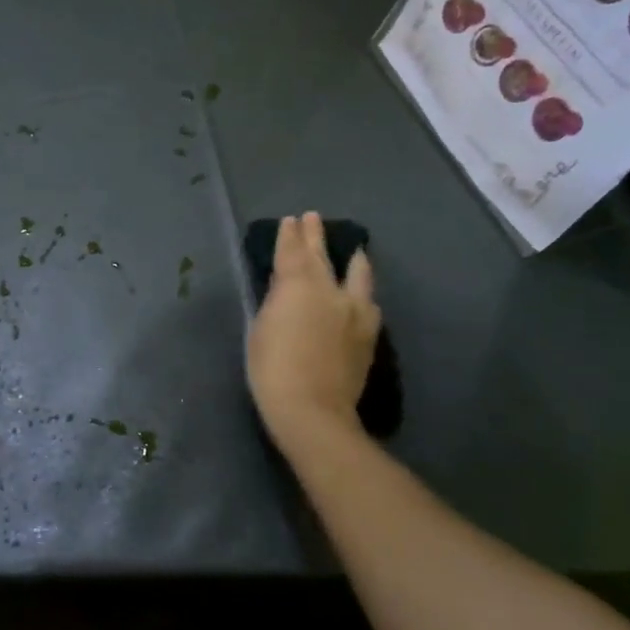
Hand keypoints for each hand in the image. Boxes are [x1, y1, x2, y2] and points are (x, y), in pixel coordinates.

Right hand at [246, 212, 379, 451]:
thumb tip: (285, 292)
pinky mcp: (369, 333)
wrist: (313, 409)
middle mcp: (330, 290)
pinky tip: (362, 297)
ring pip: (357, 274)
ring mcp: (355, 311)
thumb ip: (275, 303)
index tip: (291, 221)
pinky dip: (362, 292)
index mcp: (298, 286)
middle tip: (313, 219)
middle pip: (322, 256)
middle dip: (315, 236)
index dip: (290, 235)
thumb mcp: (261, 329)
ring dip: (352, 259)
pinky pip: (368, 302)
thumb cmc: (271, 370)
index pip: (292, 252)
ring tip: (355, 251)